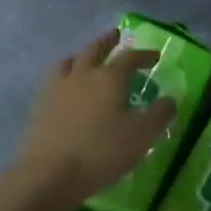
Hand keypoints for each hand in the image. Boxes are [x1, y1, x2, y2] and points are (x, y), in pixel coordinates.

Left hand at [14, 31, 174, 210]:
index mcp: (110, 77)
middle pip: (95, 49)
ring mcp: (58, 88)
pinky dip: (64, 75)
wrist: (48, 175)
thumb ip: (159, 115)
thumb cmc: (101, 152)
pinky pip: (54, 80)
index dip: (144, 55)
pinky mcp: (40, 105)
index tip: (155, 57)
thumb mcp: (141, 136)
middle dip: (108, 42)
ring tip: (86, 59)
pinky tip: (66, 88)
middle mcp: (83, 75)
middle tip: (115, 35)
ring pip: (70, 61)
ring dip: (82, 56)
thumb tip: (170, 100)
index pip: (130, 57)